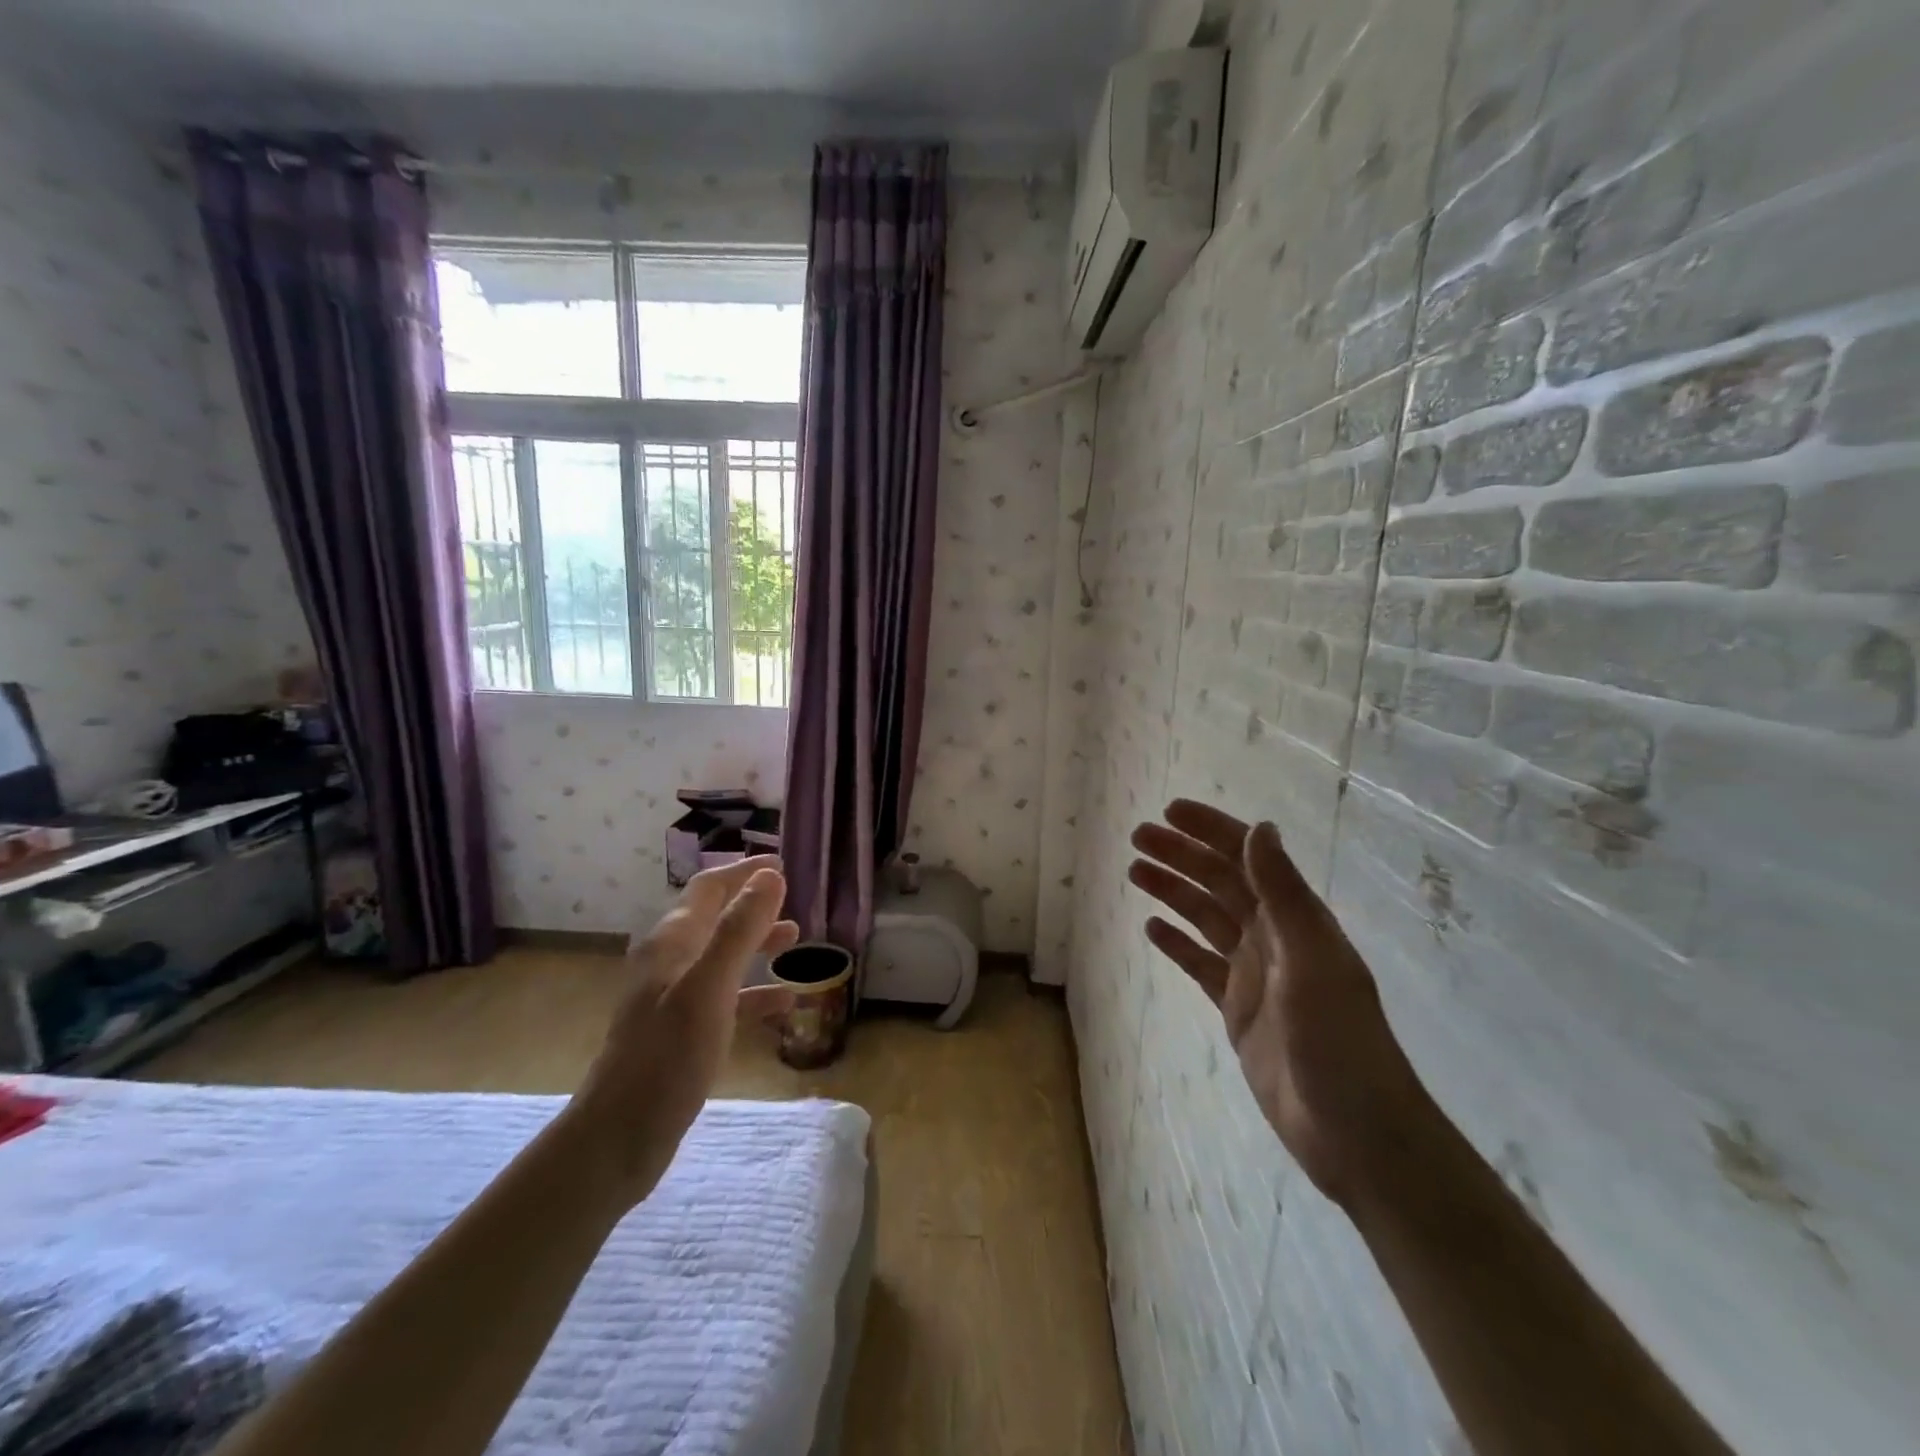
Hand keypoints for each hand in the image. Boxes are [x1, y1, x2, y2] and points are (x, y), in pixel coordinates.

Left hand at [565, 858, 799, 1204]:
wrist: (619, 1137)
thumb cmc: (666, 1056)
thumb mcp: (709, 987)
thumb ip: (740, 929)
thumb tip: (770, 876)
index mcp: (672, 942)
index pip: (709, 888)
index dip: (744, 872)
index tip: (781, 865)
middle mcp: (670, 963)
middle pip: (715, 918)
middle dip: (753, 905)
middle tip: (792, 900)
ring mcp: (674, 1000)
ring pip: (722, 957)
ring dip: (756, 943)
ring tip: (794, 939)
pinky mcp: (682, 1033)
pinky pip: (725, 999)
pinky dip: (754, 992)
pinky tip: (784, 1002)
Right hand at [1129, 800, 1434, 1207]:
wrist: (1354, 1132)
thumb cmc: (1338, 1041)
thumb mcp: (1312, 960)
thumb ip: (1284, 894)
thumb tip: (1259, 828)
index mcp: (1295, 919)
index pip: (1247, 859)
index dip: (1211, 831)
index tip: (1170, 812)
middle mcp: (1273, 937)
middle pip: (1219, 883)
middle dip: (1181, 856)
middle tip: (1137, 838)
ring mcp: (1254, 974)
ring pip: (1205, 918)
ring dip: (1172, 892)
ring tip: (1135, 871)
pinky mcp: (1238, 1009)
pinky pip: (1200, 964)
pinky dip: (1178, 943)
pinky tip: (1152, 929)